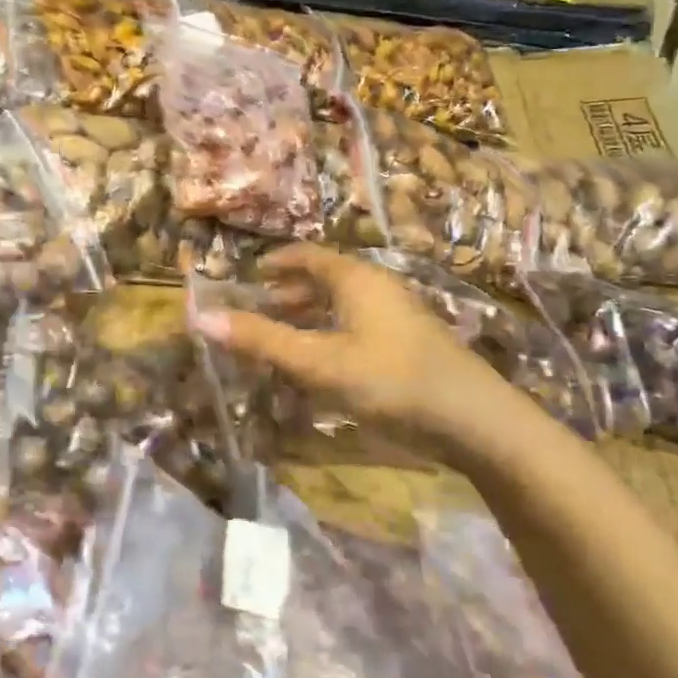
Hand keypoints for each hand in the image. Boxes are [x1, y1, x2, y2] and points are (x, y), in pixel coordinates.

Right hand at [189, 245, 529, 441]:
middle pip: (326, 280)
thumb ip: (261, 340)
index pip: (308, 256)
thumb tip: (201, 317)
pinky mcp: (409, 346)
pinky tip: (322, 368)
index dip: (276, 263)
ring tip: (282, 341)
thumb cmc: (390, 380)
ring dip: (309, 318)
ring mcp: (398, 317)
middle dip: (289, 293)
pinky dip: (330, 338)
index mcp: (356, 279)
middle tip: (258, 312)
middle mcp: (377, 289)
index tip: (248, 275)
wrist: (476, 421)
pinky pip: (358, 329)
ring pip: (343, 307)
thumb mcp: (318, 362)